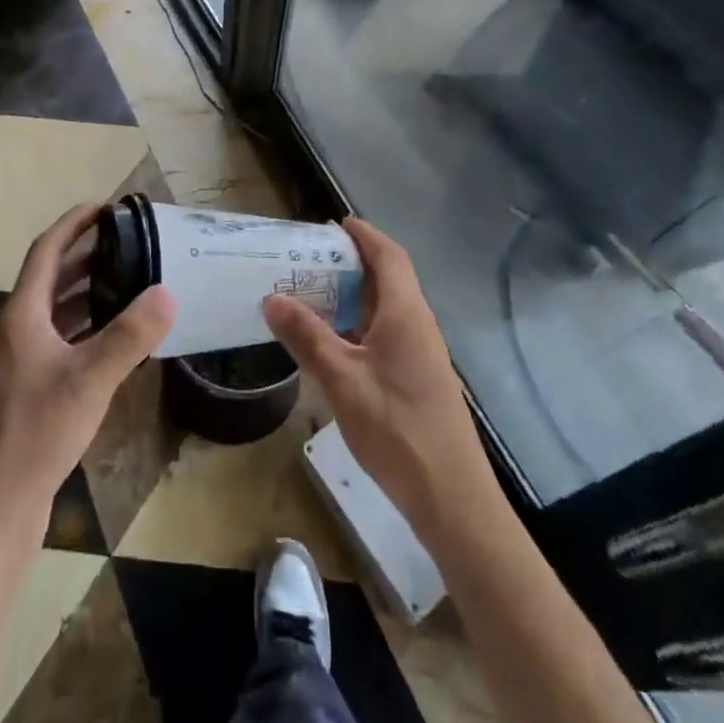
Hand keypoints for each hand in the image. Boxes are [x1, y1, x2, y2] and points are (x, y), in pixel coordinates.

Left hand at [0, 204, 174, 539]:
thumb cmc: (34, 432)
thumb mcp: (89, 379)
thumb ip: (129, 336)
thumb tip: (167, 291)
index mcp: (23, 314)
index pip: (47, 251)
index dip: (73, 224)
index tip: (105, 207)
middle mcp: (19, 330)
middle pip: (52, 278)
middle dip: (87, 255)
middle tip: (129, 242)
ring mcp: (23, 363)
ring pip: (58, 311)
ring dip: (89, 291)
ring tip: (130, 280)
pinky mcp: (32, 391)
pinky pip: (64, 342)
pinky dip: (88, 328)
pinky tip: (118, 339)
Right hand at [263, 218, 492, 536]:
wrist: (452, 498)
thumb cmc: (397, 429)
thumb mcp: (342, 380)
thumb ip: (307, 336)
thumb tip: (272, 298)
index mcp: (405, 312)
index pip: (388, 255)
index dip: (364, 234)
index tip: (334, 224)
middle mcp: (417, 323)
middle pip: (388, 278)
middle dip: (353, 263)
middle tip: (310, 259)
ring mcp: (422, 353)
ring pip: (387, 308)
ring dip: (355, 296)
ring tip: (314, 295)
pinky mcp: (419, 378)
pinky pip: (388, 333)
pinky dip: (361, 324)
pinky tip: (335, 343)